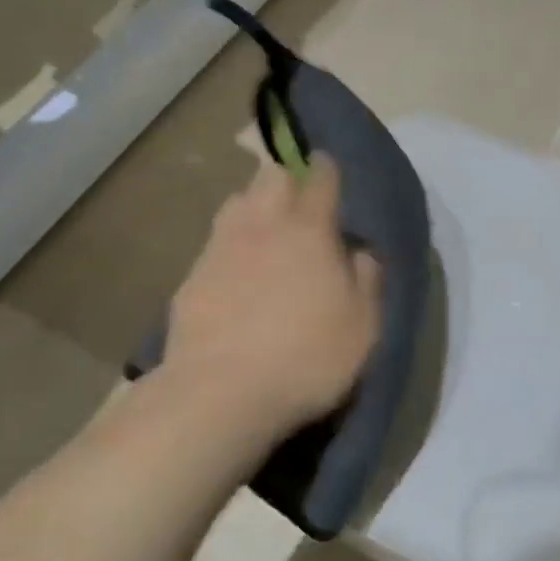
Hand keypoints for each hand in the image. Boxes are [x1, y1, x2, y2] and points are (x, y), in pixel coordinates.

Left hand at [163, 157, 382, 437]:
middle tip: (297, 193)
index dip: (326, 167)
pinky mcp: (192, 276)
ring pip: (237, 201)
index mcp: (309, 229)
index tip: (328, 166)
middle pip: (271, 176)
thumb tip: (361, 251)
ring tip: (265, 223)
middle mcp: (263, 224)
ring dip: (254, 202)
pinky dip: (230, 242)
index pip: (319, 177)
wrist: (219, 393)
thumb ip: (368, 278)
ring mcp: (221, 247)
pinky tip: (235, 267)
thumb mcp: (363, 324)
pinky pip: (215, 241)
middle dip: (286, 174)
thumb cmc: (306, 356)